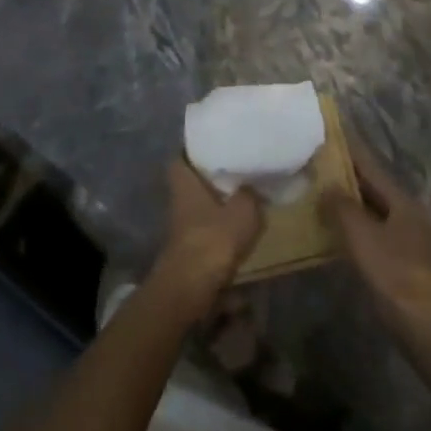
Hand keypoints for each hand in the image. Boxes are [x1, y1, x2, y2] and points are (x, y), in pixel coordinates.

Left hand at [155, 158, 263, 307]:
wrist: (192, 287)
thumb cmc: (214, 238)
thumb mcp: (243, 210)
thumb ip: (250, 193)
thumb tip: (252, 185)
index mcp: (184, 181)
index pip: (182, 156)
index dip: (195, 150)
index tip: (215, 144)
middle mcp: (178, 199)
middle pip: (191, 182)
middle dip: (210, 177)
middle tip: (236, 169)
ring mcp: (182, 225)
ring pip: (200, 205)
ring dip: (217, 202)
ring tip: (244, 196)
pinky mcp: (189, 247)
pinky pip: (207, 226)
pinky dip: (220, 225)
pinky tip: (240, 226)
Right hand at [322, 135, 430, 336]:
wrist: (428, 329)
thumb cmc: (393, 275)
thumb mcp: (361, 237)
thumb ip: (342, 207)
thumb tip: (328, 185)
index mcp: (403, 202)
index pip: (370, 166)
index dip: (348, 150)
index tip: (329, 134)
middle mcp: (411, 214)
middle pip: (375, 189)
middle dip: (347, 177)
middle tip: (317, 165)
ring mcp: (412, 240)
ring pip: (376, 212)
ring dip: (351, 204)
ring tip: (322, 196)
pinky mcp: (408, 263)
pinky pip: (377, 233)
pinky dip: (358, 227)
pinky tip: (339, 233)